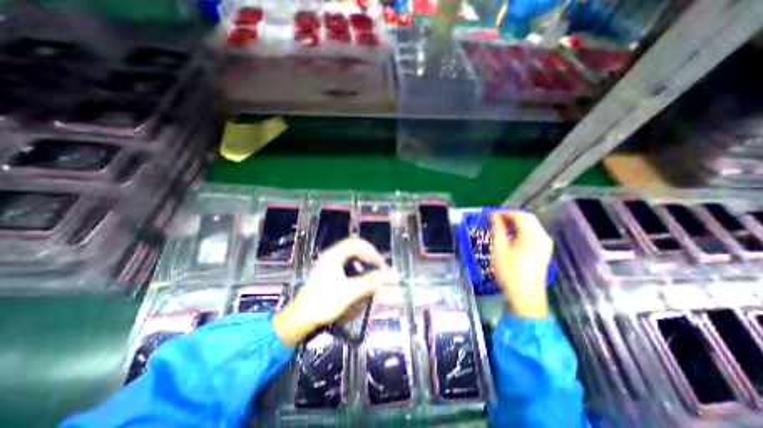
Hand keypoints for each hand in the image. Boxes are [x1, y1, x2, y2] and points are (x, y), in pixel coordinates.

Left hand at [271, 240, 396, 345]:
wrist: (302, 316)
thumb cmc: (325, 301)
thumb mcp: (350, 292)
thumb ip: (369, 282)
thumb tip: (386, 276)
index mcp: (335, 255)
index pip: (357, 244)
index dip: (371, 251)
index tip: (381, 263)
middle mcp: (331, 254)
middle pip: (354, 246)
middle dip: (368, 253)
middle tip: (378, 264)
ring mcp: (328, 262)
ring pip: (349, 253)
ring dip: (362, 257)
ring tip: (372, 266)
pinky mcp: (327, 270)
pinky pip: (345, 260)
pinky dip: (356, 263)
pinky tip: (360, 272)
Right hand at [491, 210, 551, 317]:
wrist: (526, 295)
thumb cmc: (510, 271)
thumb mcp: (499, 248)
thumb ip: (498, 229)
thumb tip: (494, 217)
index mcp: (532, 234)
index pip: (519, 215)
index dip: (504, 212)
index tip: (490, 214)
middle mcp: (542, 236)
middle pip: (528, 219)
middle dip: (510, 216)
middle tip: (494, 219)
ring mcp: (545, 244)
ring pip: (531, 226)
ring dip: (515, 223)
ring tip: (500, 227)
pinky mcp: (544, 250)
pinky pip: (533, 234)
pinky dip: (521, 230)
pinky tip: (510, 236)